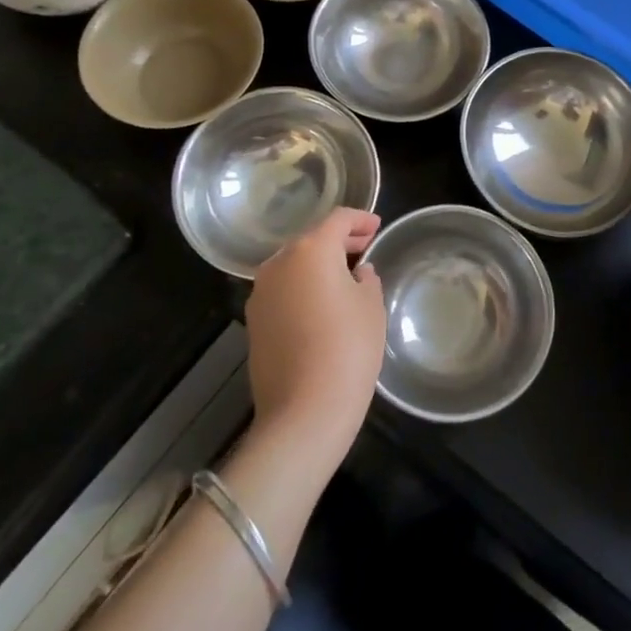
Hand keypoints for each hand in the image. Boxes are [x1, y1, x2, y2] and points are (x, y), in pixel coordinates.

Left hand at [244, 207, 385, 457]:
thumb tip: (357, 273)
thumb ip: (366, 279)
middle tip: (364, 249)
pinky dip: (302, 288)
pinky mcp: (254, 322)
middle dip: (339, 242)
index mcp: (311, 250)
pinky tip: (321, 306)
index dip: (360, 219)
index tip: (376, 227)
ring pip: (293, 266)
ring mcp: (261, 293)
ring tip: (344, 279)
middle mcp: (279, 263)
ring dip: (318, 266)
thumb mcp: (371, 307)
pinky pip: (283, 291)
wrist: (304, 411)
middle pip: (311, 239)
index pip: (338, 219)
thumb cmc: (348, 348)